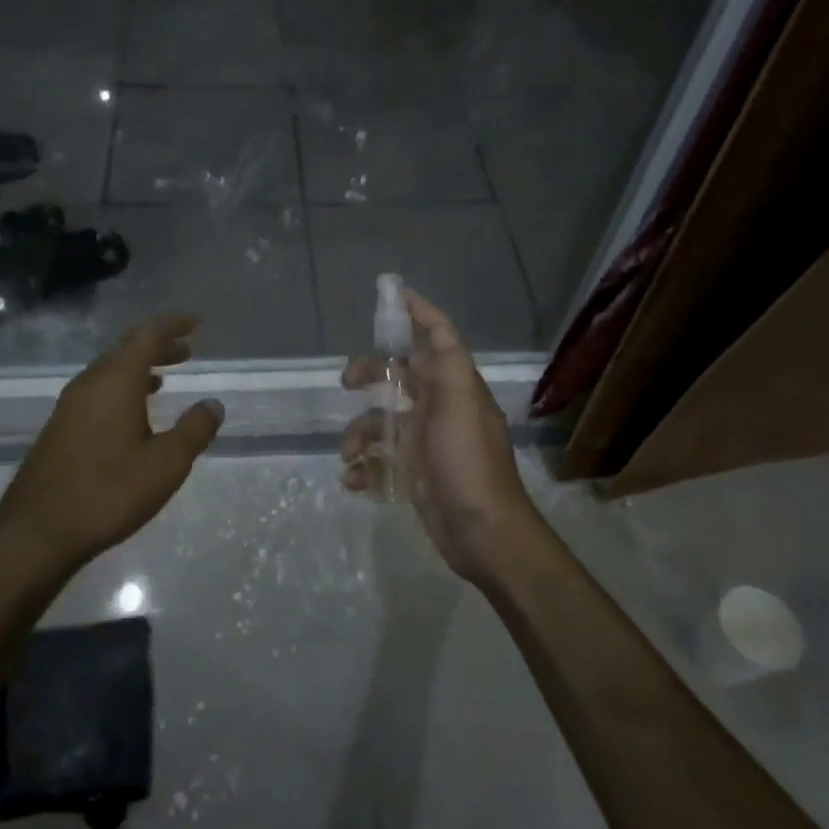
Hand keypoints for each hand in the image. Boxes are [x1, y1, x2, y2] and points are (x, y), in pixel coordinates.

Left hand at [0, 313, 223, 577]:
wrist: (36, 533)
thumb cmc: (108, 492)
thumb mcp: (166, 464)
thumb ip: (194, 430)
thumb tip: (213, 405)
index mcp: (115, 382)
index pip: (146, 335)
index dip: (172, 325)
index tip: (195, 322)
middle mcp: (89, 384)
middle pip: (126, 350)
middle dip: (158, 346)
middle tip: (187, 350)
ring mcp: (69, 406)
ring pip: (110, 371)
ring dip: (140, 368)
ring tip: (165, 377)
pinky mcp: (60, 428)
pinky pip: (98, 392)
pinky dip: (122, 388)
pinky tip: (133, 413)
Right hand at [340, 289, 538, 583]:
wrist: (482, 532)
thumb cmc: (469, 462)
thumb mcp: (462, 402)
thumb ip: (448, 361)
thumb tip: (429, 324)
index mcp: (455, 387)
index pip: (439, 338)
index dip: (419, 314)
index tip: (393, 295)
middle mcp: (441, 409)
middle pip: (400, 376)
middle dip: (371, 373)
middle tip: (347, 381)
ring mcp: (426, 443)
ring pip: (381, 421)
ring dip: (359, 433)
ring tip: (349, 455)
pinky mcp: (414, 475)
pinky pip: (379, 461)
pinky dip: (364, 467)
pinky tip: (356, 480)